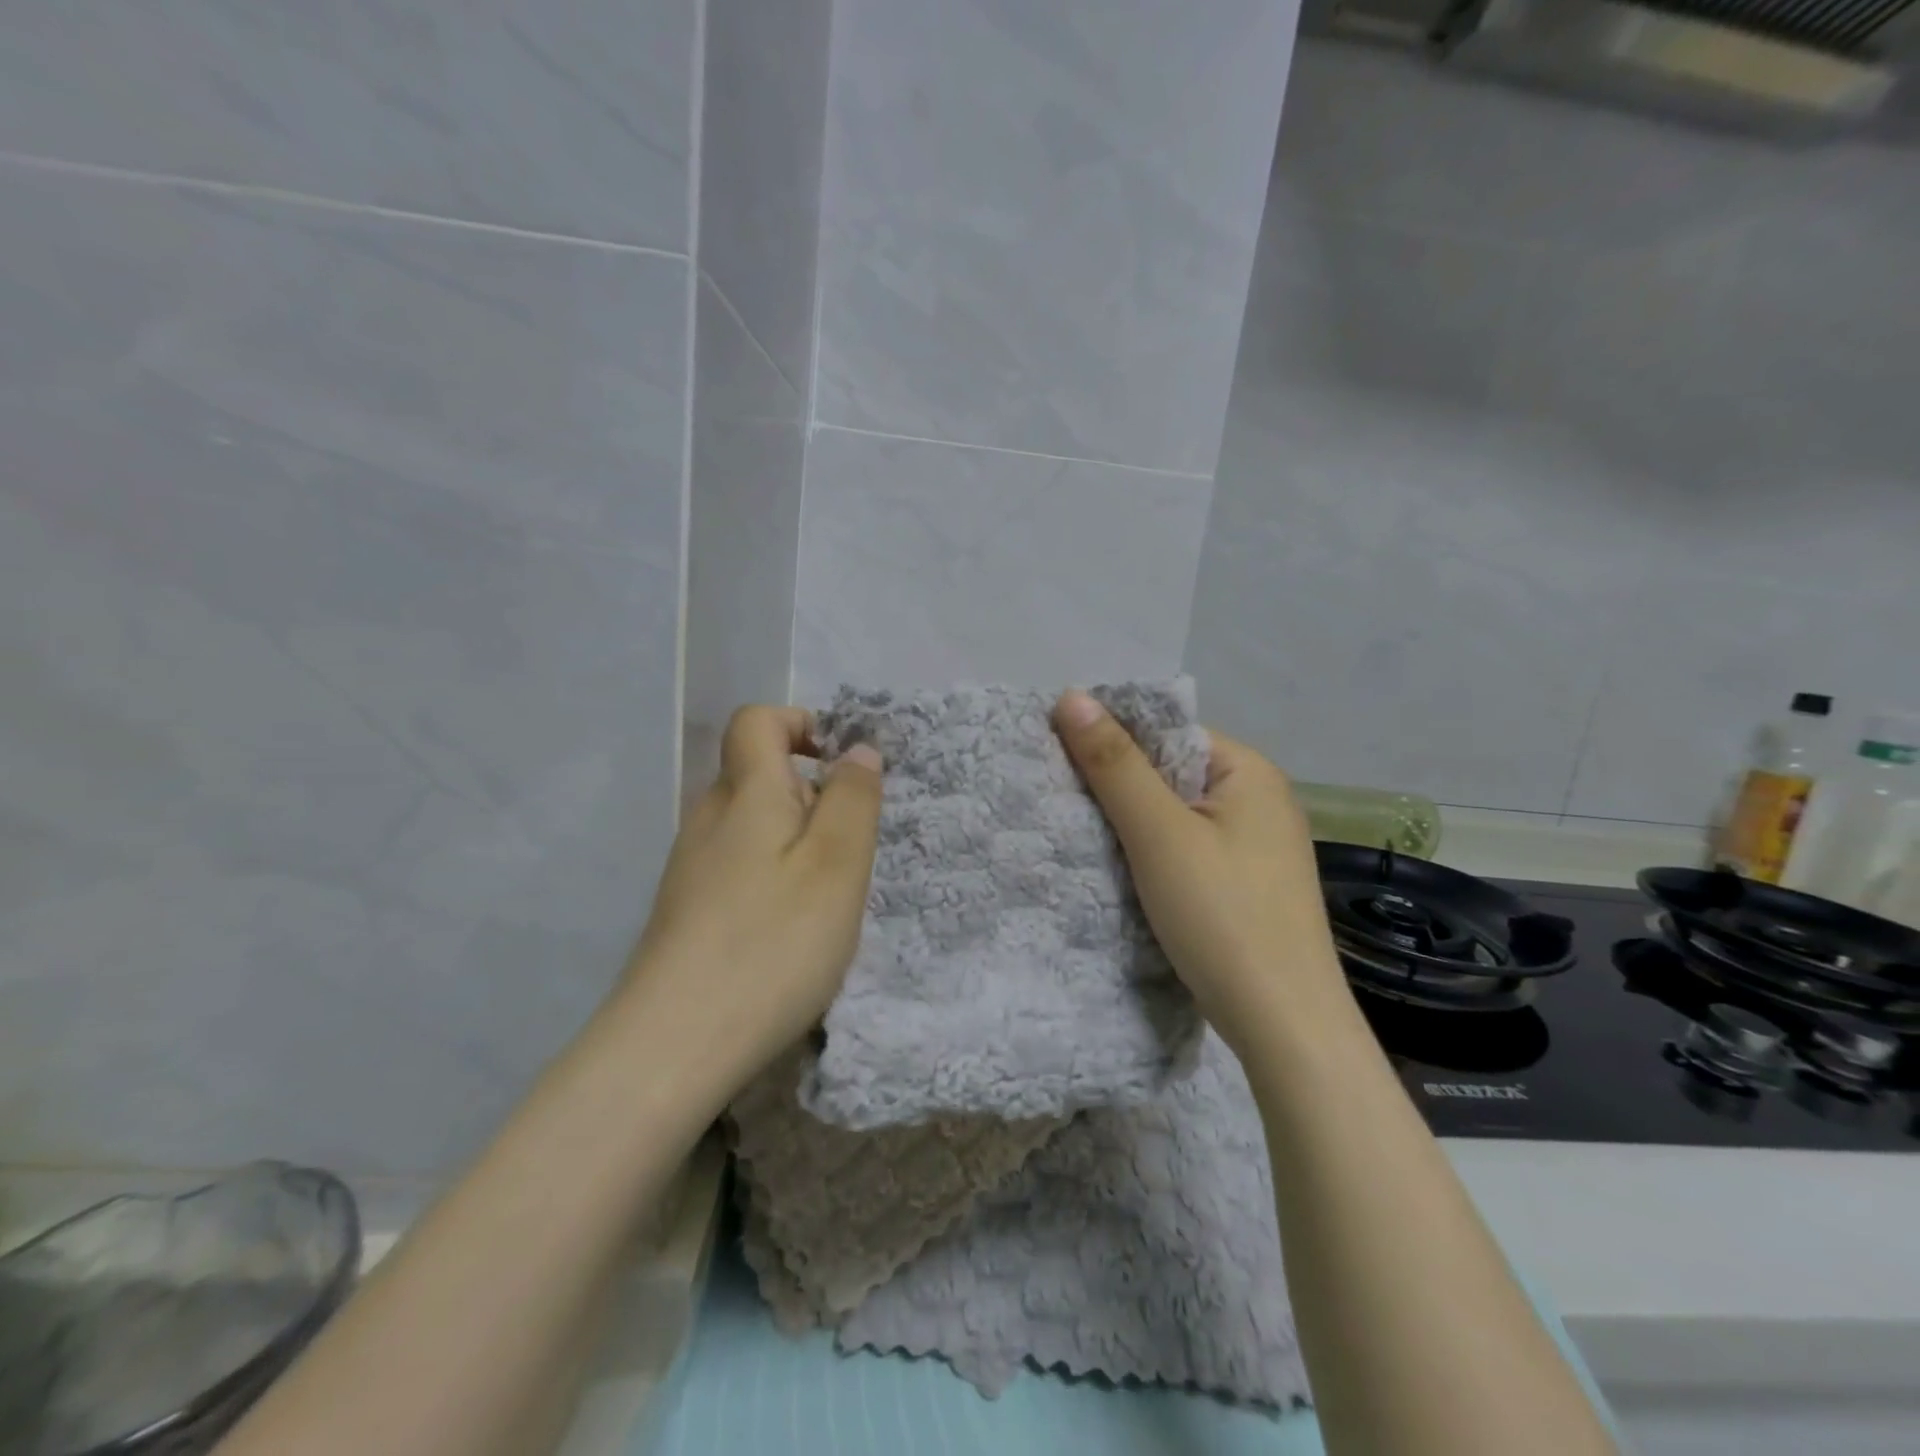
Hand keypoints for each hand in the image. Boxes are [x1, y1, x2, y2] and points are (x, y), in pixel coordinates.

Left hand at [620, 705, 883, 1091]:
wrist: (674, 1045)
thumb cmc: (773, 943)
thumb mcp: (837, 864)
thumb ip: (854, 798)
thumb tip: (857, 749)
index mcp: (744, 794)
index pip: (756, 721)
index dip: (799, 724)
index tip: (839, 766)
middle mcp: (708, 819)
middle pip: (756, 774)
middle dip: (810, 793)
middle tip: (846, 849)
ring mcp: (690, 867)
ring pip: (750, 824)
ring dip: (794, 840)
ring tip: (823, 897)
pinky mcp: (685, 910)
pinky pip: (737, 865)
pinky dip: (771, 875)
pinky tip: (786, 929)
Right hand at [1052, 690, 1349, 1051]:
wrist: (1285, 1026)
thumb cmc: (1222, 916)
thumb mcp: (1159, 834)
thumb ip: (1114, 764)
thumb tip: (1070, 695)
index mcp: (1248, 771)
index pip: (1167, 732)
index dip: (1113, 740)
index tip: (1059, 759)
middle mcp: (1260, 799)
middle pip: (1170, 772)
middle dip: (1118, 785)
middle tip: (1062, 799)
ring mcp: (1257, 845)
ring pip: (1176, 815)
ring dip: (1132, 823)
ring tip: (1081, 834)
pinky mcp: (1247, 884)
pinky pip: (1188, 849)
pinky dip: (1154, 854)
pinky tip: (1122, 871)